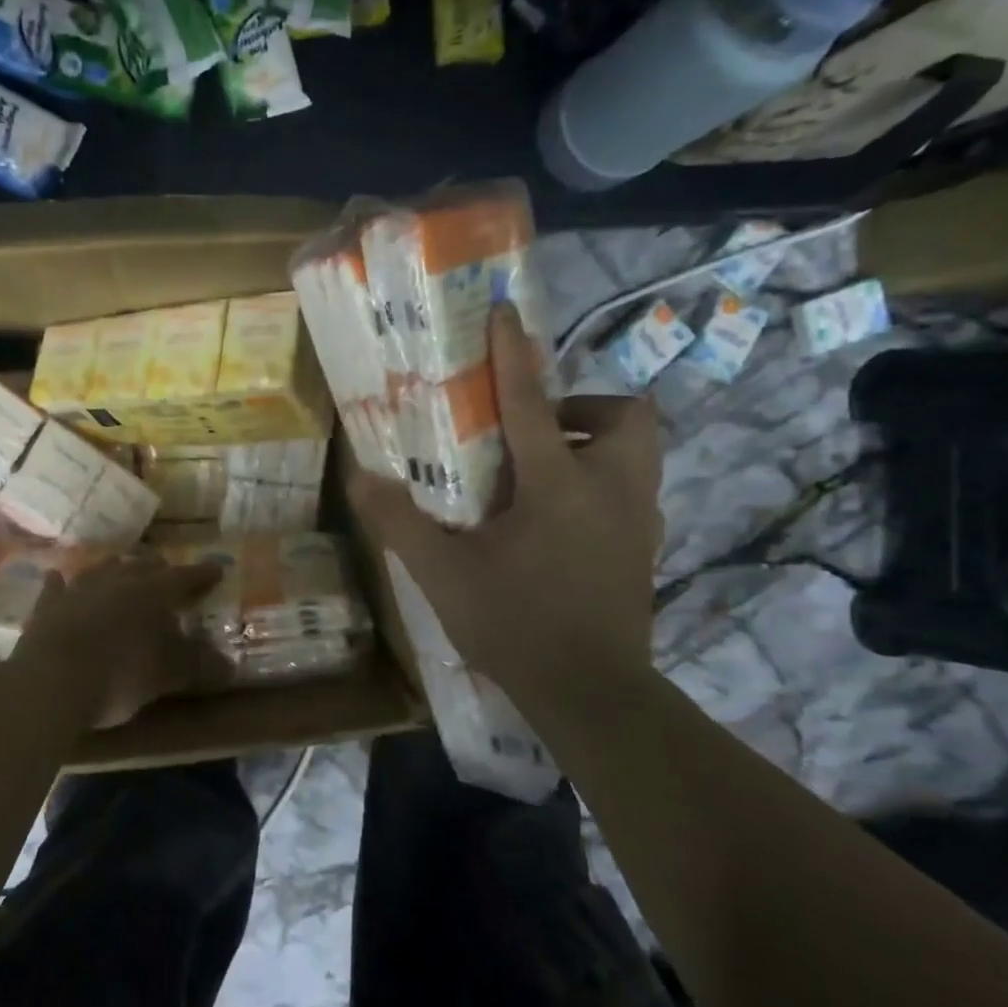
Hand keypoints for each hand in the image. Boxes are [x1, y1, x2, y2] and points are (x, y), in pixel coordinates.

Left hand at [15, 555, 229, 727]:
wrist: (52, 682)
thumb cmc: (121, 675)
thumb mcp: (168, 675)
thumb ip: (200, 666)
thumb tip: (230, 666)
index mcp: (154, 591)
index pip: (187, 577)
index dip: (204, 574)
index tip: (217, 570)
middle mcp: (119, 579)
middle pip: (144, 565)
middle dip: (159, 569)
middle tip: (169, 574)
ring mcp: (80, 588)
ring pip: (103, 568)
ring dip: (116, 570)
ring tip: (123, 571)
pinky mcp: (48, 605)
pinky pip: (58, 587)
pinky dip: (63, 584)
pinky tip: (59, 579)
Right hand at [351, 304, 663, 724]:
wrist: (591, 693)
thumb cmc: (514, 624)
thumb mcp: (442, 573)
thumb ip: (399, 521)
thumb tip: (359, 476)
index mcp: (559, 484)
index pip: (533, 402)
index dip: (513, 354)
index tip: (504, 312)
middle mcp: (612, 489)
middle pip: (626, 414)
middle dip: (584, 407)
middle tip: (537, 433)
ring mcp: (640, 520)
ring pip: (640, 452)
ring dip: (596, 443)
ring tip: (545, 474)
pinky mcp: (648, 549)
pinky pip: (635, 490)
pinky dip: (603, 483)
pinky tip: (561, 522)